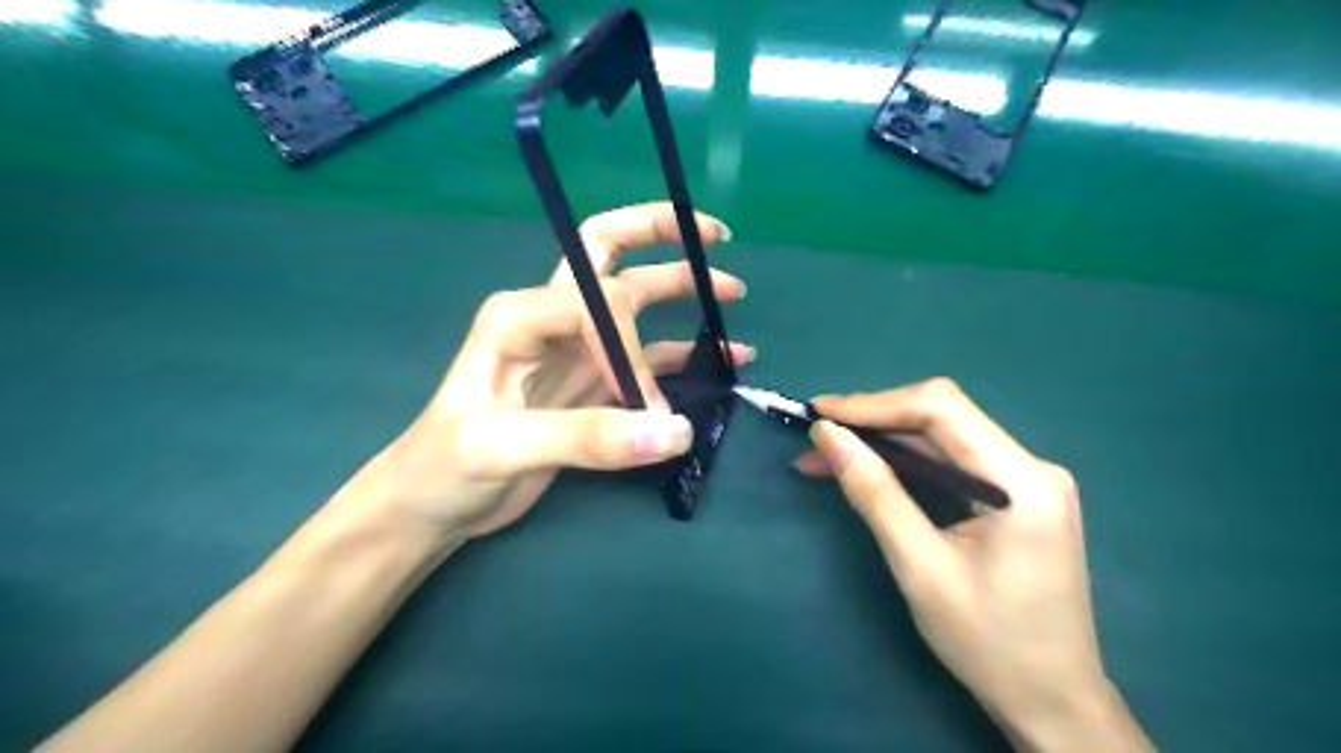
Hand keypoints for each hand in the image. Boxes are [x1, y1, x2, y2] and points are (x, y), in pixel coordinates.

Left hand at [332, 205, 751, 542]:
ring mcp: (574, 350)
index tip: (646, 406)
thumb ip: (587, 438)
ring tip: (733, 292)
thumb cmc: (444, 468)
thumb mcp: (502, 448)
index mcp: (521, 314)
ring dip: (682, 289)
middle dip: (658, 234)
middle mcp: (550, 318)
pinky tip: (724, 357)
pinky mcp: (591, 384)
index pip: (601, 305)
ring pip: (635, 303)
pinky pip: (647, 357)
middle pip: (608, 253)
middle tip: (714, 233)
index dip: (633, 350)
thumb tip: (675, 432)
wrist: (432, 505)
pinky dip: (685, 353)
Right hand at [794, 383, 1151, 752]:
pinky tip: (867, 470)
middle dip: (873, 421)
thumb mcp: (919, 567)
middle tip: (817, 436)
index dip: (874, 403)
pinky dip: (904, 462)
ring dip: (883, 441)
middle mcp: (1031, 466)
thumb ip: (874, 492)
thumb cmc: (988, 642)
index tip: (819, 412)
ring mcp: (1026, 480)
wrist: (1051, 701)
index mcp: (1022, 481)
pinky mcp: (1015, 496)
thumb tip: (828, 435)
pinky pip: (951, 461)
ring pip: (941, 437)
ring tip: (827, 456)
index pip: (941, 408)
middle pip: (941, 416)